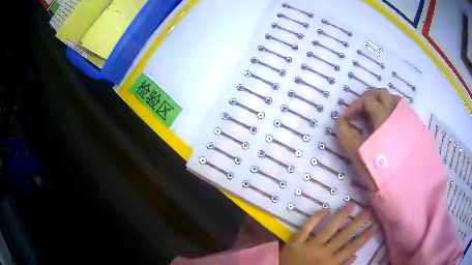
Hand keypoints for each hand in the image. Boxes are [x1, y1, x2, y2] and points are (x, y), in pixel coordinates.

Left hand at [280, 202, 375, 264]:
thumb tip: (355, 256)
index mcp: (331, 263)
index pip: (352, 248)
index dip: (364, 237)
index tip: (374, 225)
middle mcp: (323, 253)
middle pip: (344, 236)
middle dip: (357, 222)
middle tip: (368, 209)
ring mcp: (309, 246)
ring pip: (328, 229)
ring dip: (341, 216)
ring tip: (351, 204)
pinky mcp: (295, 242)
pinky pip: (306, 228)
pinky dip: (315, 218)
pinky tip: (325, 209)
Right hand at [336, 89, 400, 190]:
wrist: (408, 185)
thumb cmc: (382, 172)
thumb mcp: (360, 156)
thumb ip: (348, 136)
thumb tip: (341, 123)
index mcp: (383, 119)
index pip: (365, 102)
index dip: (352, 109)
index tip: (345, 121)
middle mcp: (396, 113)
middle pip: (380, 93)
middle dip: (366, 100)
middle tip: (359, 113)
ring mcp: (406, 118)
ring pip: (392, 98)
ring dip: (380, 102)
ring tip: (374, 116)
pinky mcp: (413, 125)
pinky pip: (402, 108)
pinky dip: (392, 109)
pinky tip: (389, 123)